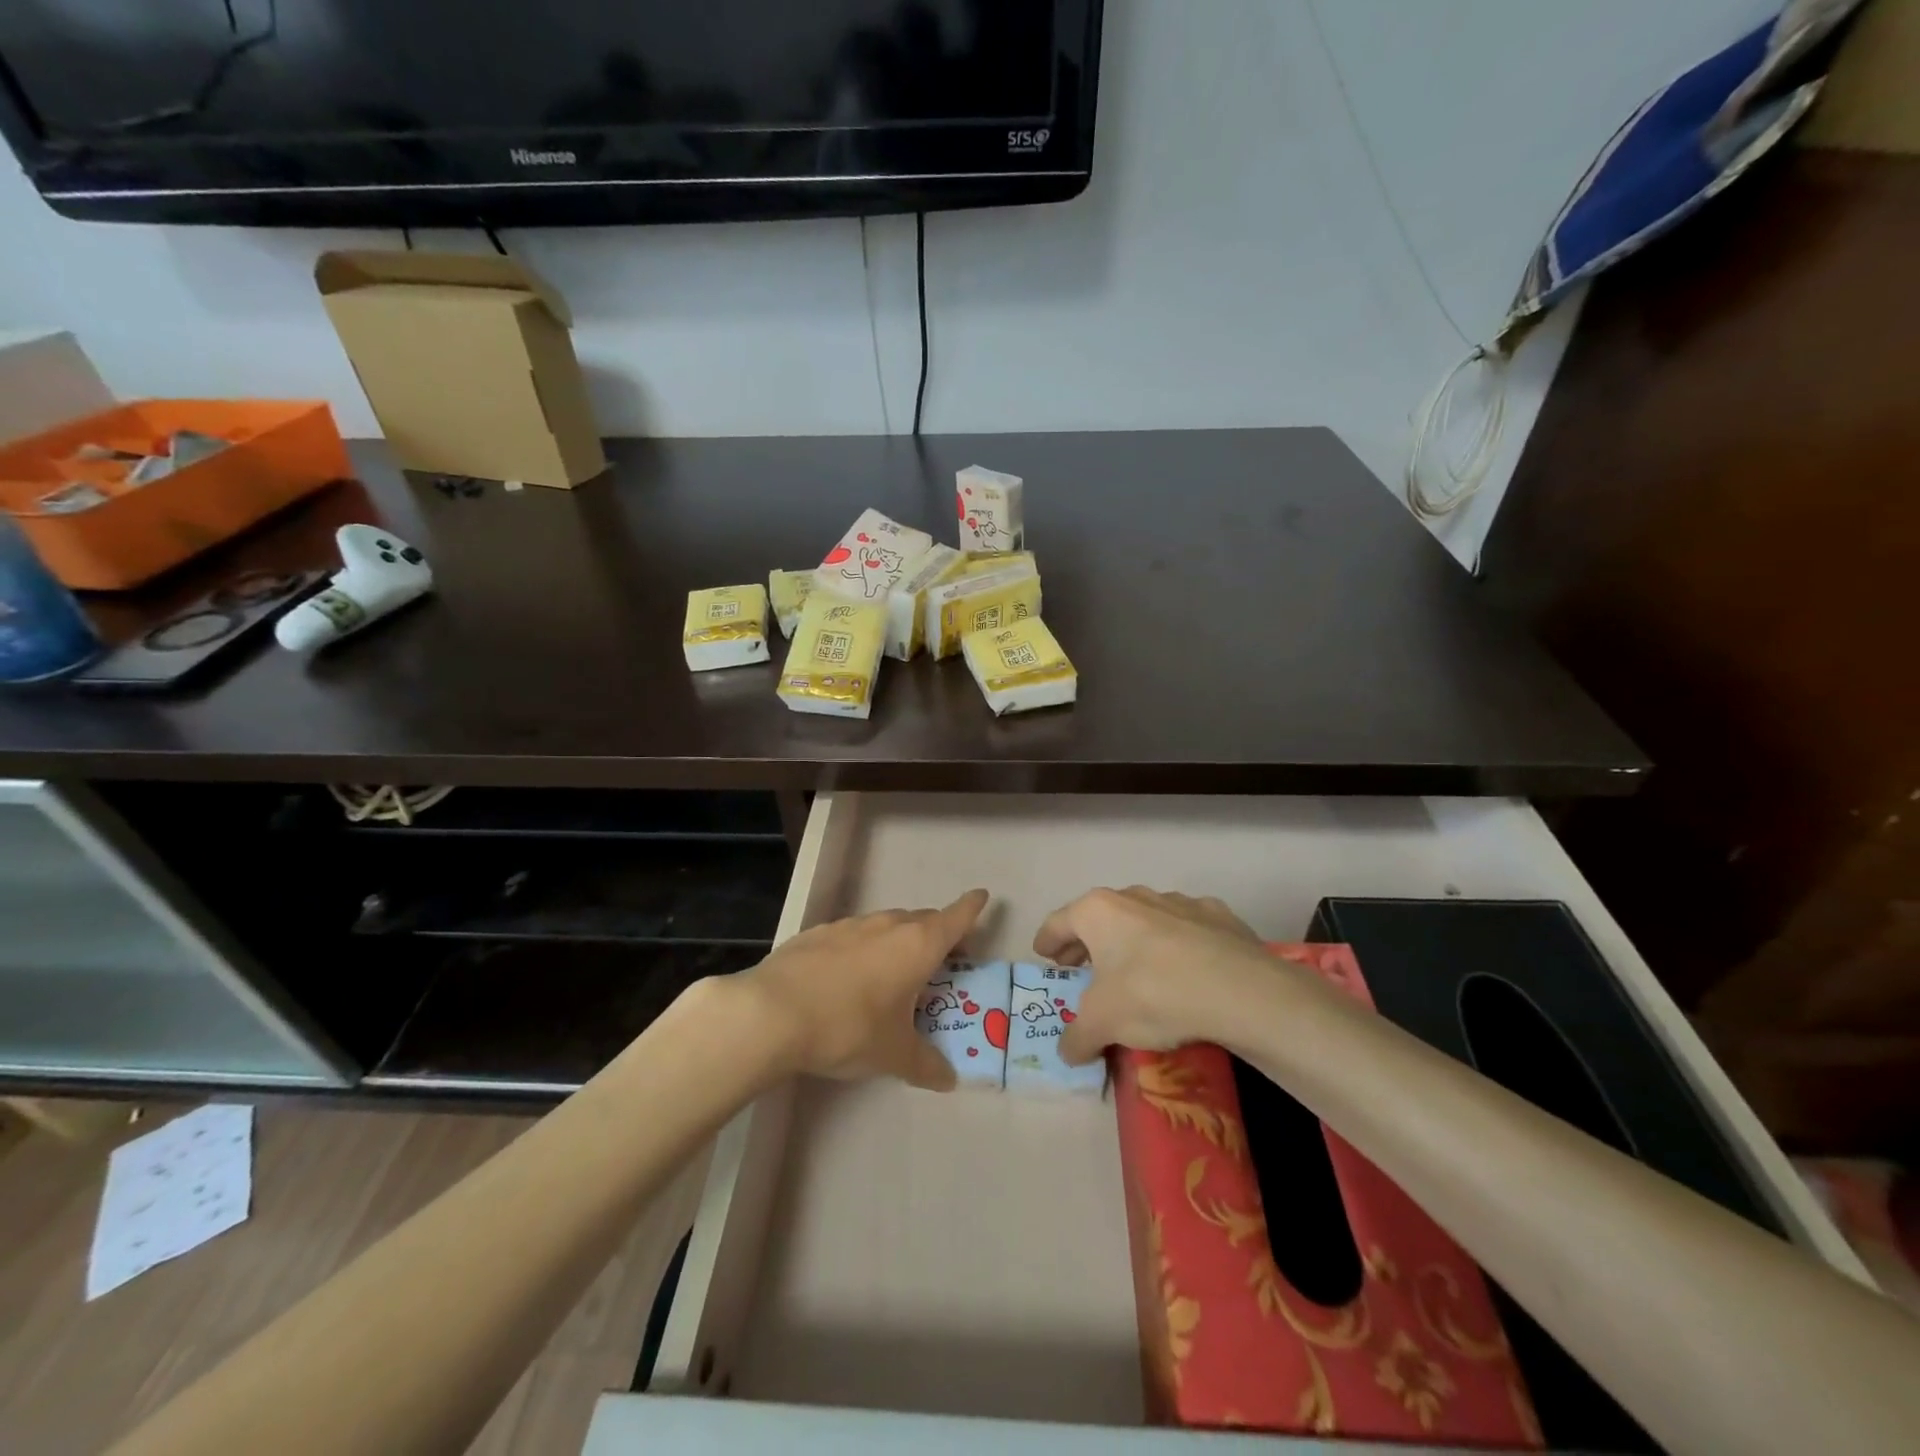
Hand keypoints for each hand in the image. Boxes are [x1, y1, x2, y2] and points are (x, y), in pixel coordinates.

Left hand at [741, 889, 988, 1091]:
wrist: (771, 1012)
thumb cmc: (849, 1028)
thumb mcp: (893, 1055)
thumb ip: (925, 1065)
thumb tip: (947, 1079)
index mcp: (917, 945)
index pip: (955, 918)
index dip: (972, 908)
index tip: (982, 896)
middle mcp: (887, 925)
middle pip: (922, 920)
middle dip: (936, 934)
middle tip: (942, 960)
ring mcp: (848, 925)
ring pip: (885, 926)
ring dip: (897, 942)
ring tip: (893, 973)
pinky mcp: (816, 934)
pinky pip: (851, 936)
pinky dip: (861, 949)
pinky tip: (846, 978)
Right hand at [1034, 887, 1274, 1064]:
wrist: (1240, 990)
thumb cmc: (1153, 994)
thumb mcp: (1102, 1024)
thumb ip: (1077, 1037)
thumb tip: (1067, 1052)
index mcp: (1098, 911)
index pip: (1059, 922)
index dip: (1048, 940)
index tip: (1044, 954)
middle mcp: (1134, 896)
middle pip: (1100, 917)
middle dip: (1088, 941)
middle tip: (1080, 965)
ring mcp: (1179, 902)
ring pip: (1144, 918)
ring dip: (1133, 940)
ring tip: (1134, 969)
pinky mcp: (1218, 916)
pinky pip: (1187, 929)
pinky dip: (1178, 944)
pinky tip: (1185, 968)